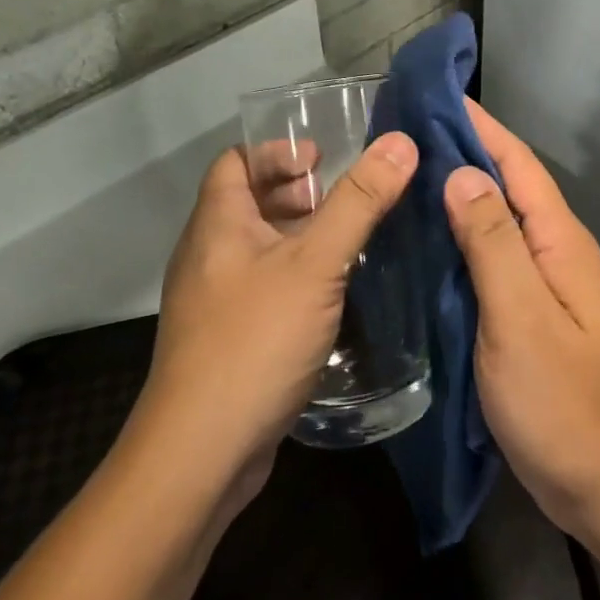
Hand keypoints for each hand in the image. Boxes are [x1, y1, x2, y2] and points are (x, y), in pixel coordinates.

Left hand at [125, 132, 418, 515]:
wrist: (199, 456)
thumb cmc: (255, 341)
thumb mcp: (316, 264)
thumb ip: (359, 202)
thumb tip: (400, 142)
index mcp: (217, 224)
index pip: (235, 160)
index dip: (277, 151)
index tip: (322, 160)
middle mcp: (208, 255)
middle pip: (249, 202)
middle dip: (297, 193)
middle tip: (343, 201)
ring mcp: (213, 301)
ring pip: (258, 247)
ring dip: (299, 237)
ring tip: (348, 242)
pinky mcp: (226, 339)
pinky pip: (263, 286)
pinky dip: (295, 276)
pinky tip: (332, 296)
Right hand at [446, 100, 599, 544]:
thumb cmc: (564, 405)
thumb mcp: (522, 319)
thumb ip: (494, 244)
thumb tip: (463, 172)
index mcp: (559, 241)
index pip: (517, 163)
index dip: (479, 126)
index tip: (434, 95)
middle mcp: (555, 250)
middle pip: (507, 184)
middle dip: (463, 151)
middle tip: (404, 132)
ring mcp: (544, 282)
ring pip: (497, 220)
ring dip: (459, 191)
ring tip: (405, 173)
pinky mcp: (529, 311)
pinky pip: (492, 256)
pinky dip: (461, 236)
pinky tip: (427, 240)